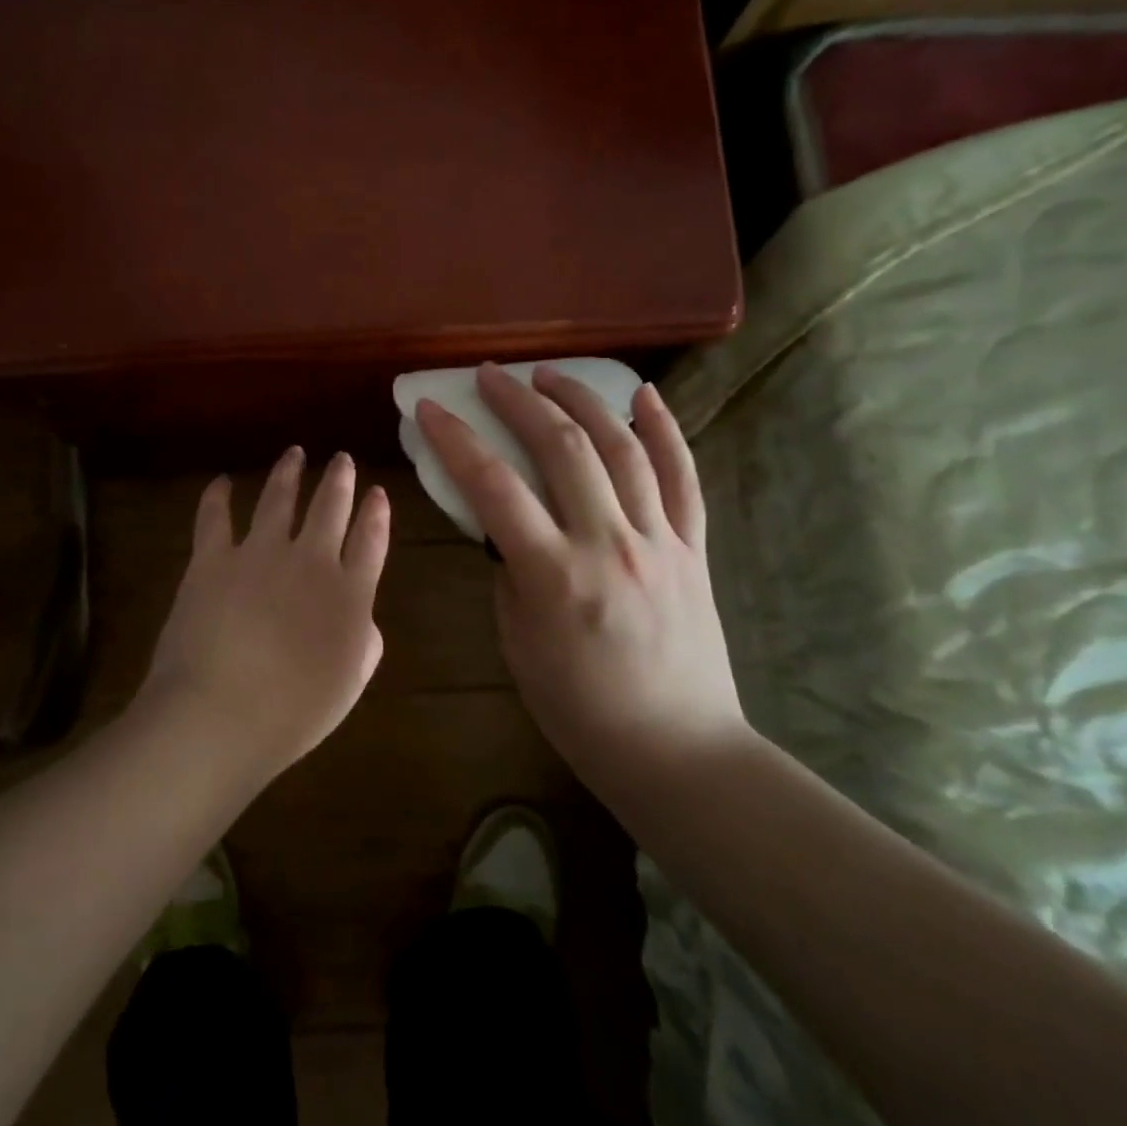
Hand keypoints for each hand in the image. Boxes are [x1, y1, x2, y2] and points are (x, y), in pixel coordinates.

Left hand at [135, 448, 391, 779]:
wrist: (222, 713)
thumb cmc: (294, 712)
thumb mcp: (350, 683)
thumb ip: (364, 642)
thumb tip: (361, 615)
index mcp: (349, 593)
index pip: (370, 540)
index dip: (376, 513)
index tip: (377, 492)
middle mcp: (309, 560)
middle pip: (330, 507)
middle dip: (339, 479)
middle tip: (342, 459)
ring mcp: (259, 553)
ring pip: (278, 498)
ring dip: (288, 472)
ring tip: (294, 453)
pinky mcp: (213, 559)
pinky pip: (214, 516)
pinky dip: (217, 496)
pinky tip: (221, 481)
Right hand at [415, 364, 745, 789]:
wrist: (676, 750)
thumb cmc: (579, 709)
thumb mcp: (517, 643)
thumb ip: (510, 573)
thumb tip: (507, 524)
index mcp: (554, 576)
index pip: (494, 487)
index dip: (457, 440)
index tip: (432, 408)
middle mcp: (609, 545)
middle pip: (562, 449)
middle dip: (519, 401)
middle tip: (490, 376)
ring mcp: (659, 541)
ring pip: (622, 449)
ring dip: (582, 401)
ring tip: (550, 375)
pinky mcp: (694, 548)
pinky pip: (683, 477)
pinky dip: (664, 429)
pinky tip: (642, 394)